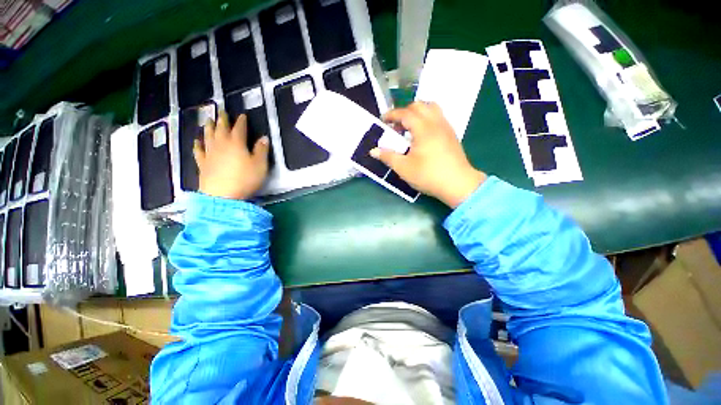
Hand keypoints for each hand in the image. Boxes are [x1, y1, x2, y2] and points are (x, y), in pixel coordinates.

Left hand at [194, 112, 269, 199]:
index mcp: (237, 142)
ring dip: (209, 127)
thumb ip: (261, 151)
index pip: (240, 127)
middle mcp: (222, 144)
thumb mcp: (259, 166)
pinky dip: (197, 145)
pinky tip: (196, 141)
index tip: (242, 115)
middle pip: (221, 128)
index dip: (241, 120)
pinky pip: (198, 152)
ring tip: (208, 120)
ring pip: (208, 136)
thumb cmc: (242, 181)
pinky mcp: (202, 165)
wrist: (220, 197)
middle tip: (221, 110)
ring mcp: (210, 154)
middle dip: (222, 119)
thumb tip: (264, 138)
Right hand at [370, 102, 485, 207]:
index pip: (404, 113)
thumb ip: (388, 157)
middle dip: (405, 112)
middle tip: (397, 126)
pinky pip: (439, 116)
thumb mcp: (405, 168)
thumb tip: (374, 150)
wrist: (460, 184)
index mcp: (423, 128)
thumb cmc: (431, 176)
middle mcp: (435, 122)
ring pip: (432, 108)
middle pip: (419, 105)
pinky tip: (424, 135)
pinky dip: (428, 118)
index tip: (383, 121)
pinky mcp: (452, 134)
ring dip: (419, 112)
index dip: (391, 115)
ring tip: (411, 127)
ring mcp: (446, 127)